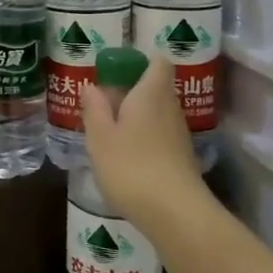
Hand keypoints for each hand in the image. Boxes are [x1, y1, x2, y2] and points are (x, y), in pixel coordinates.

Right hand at [81, 58, 212, 227]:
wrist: (175, 213)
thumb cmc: (131, 166)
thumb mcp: (100, 137)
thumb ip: (94, 109)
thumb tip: (91, 86)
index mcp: (150, 93)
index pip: (157, 62)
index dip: (141, 59)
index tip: (118, 68)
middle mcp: (170, 107)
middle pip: (156, 87)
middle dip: (132, 91)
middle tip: (102, 103)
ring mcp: (179, 134)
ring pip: (157, 113)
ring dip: (136, 117)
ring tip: (108, 132)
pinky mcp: (181, 158)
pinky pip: (160, 135)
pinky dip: (144, 138)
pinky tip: (125, 156)